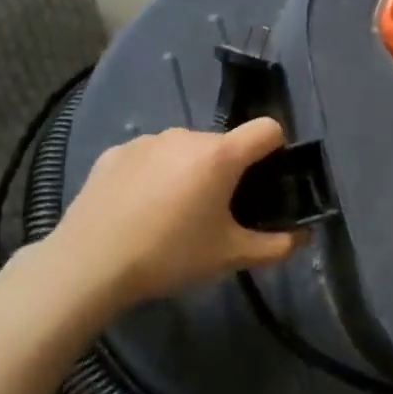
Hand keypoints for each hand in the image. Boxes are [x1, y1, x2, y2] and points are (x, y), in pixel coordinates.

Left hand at [45, 119, 301, 313]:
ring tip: (173, 214)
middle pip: (224, 144)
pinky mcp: (116, 152)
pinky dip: (156, 174)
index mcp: (220, 155)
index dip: (276, 150)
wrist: (90, 264)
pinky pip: (151, 156)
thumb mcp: (231, 257)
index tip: (267, 181)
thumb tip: (302, 238)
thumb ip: (276, 246)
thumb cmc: (171, 256)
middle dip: (229, 171)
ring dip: (191, 171)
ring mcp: (147, 141)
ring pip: (186, 149)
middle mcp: (186, 136)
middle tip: (216, 214)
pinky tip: (140, 209)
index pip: (267, 129)